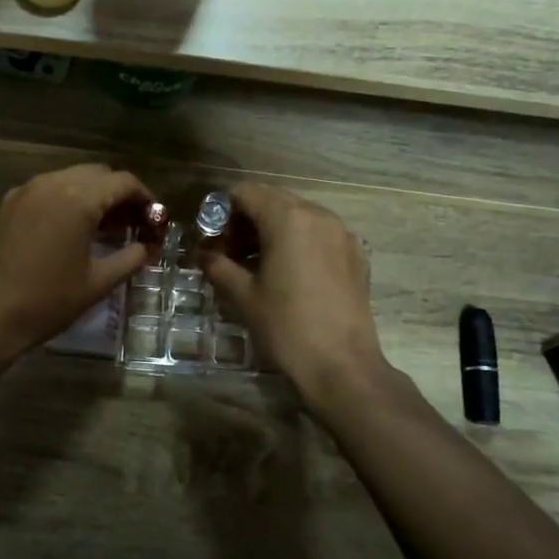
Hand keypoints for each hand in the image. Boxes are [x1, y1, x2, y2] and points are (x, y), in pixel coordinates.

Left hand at [0, 163, 149, 364]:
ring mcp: (26, 191)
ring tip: (106, 228)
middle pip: (97, 174)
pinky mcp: (8, 205)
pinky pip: (48, 190)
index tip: (156, 219)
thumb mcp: (98, 282)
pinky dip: (67, 200)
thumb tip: (149, 247)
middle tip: (134, 224)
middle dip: (120, 194)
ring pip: (71, 179)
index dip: (145, 198)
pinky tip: (73, 230)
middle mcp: (52, 183)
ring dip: (93, 196)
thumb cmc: (48, 301)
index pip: (123, 182)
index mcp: (78, 198)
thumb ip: (131, 258)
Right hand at [201, 182, 387, 400]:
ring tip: (256, 265)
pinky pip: (319, 234)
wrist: (343, 366)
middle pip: (273, 200)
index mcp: (288, 218)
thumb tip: (202, 253)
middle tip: (230, 253)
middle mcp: (318, 215)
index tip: (212, 239)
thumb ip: (218, 265)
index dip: (222, 211)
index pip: (246, 192)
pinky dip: (298, 242)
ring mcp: (341, 233)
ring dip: (272, 231)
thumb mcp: (243, 296)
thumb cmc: (286, 327)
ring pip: (298, 216)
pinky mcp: (356, 254)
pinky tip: (288, 275)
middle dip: (247, 220)